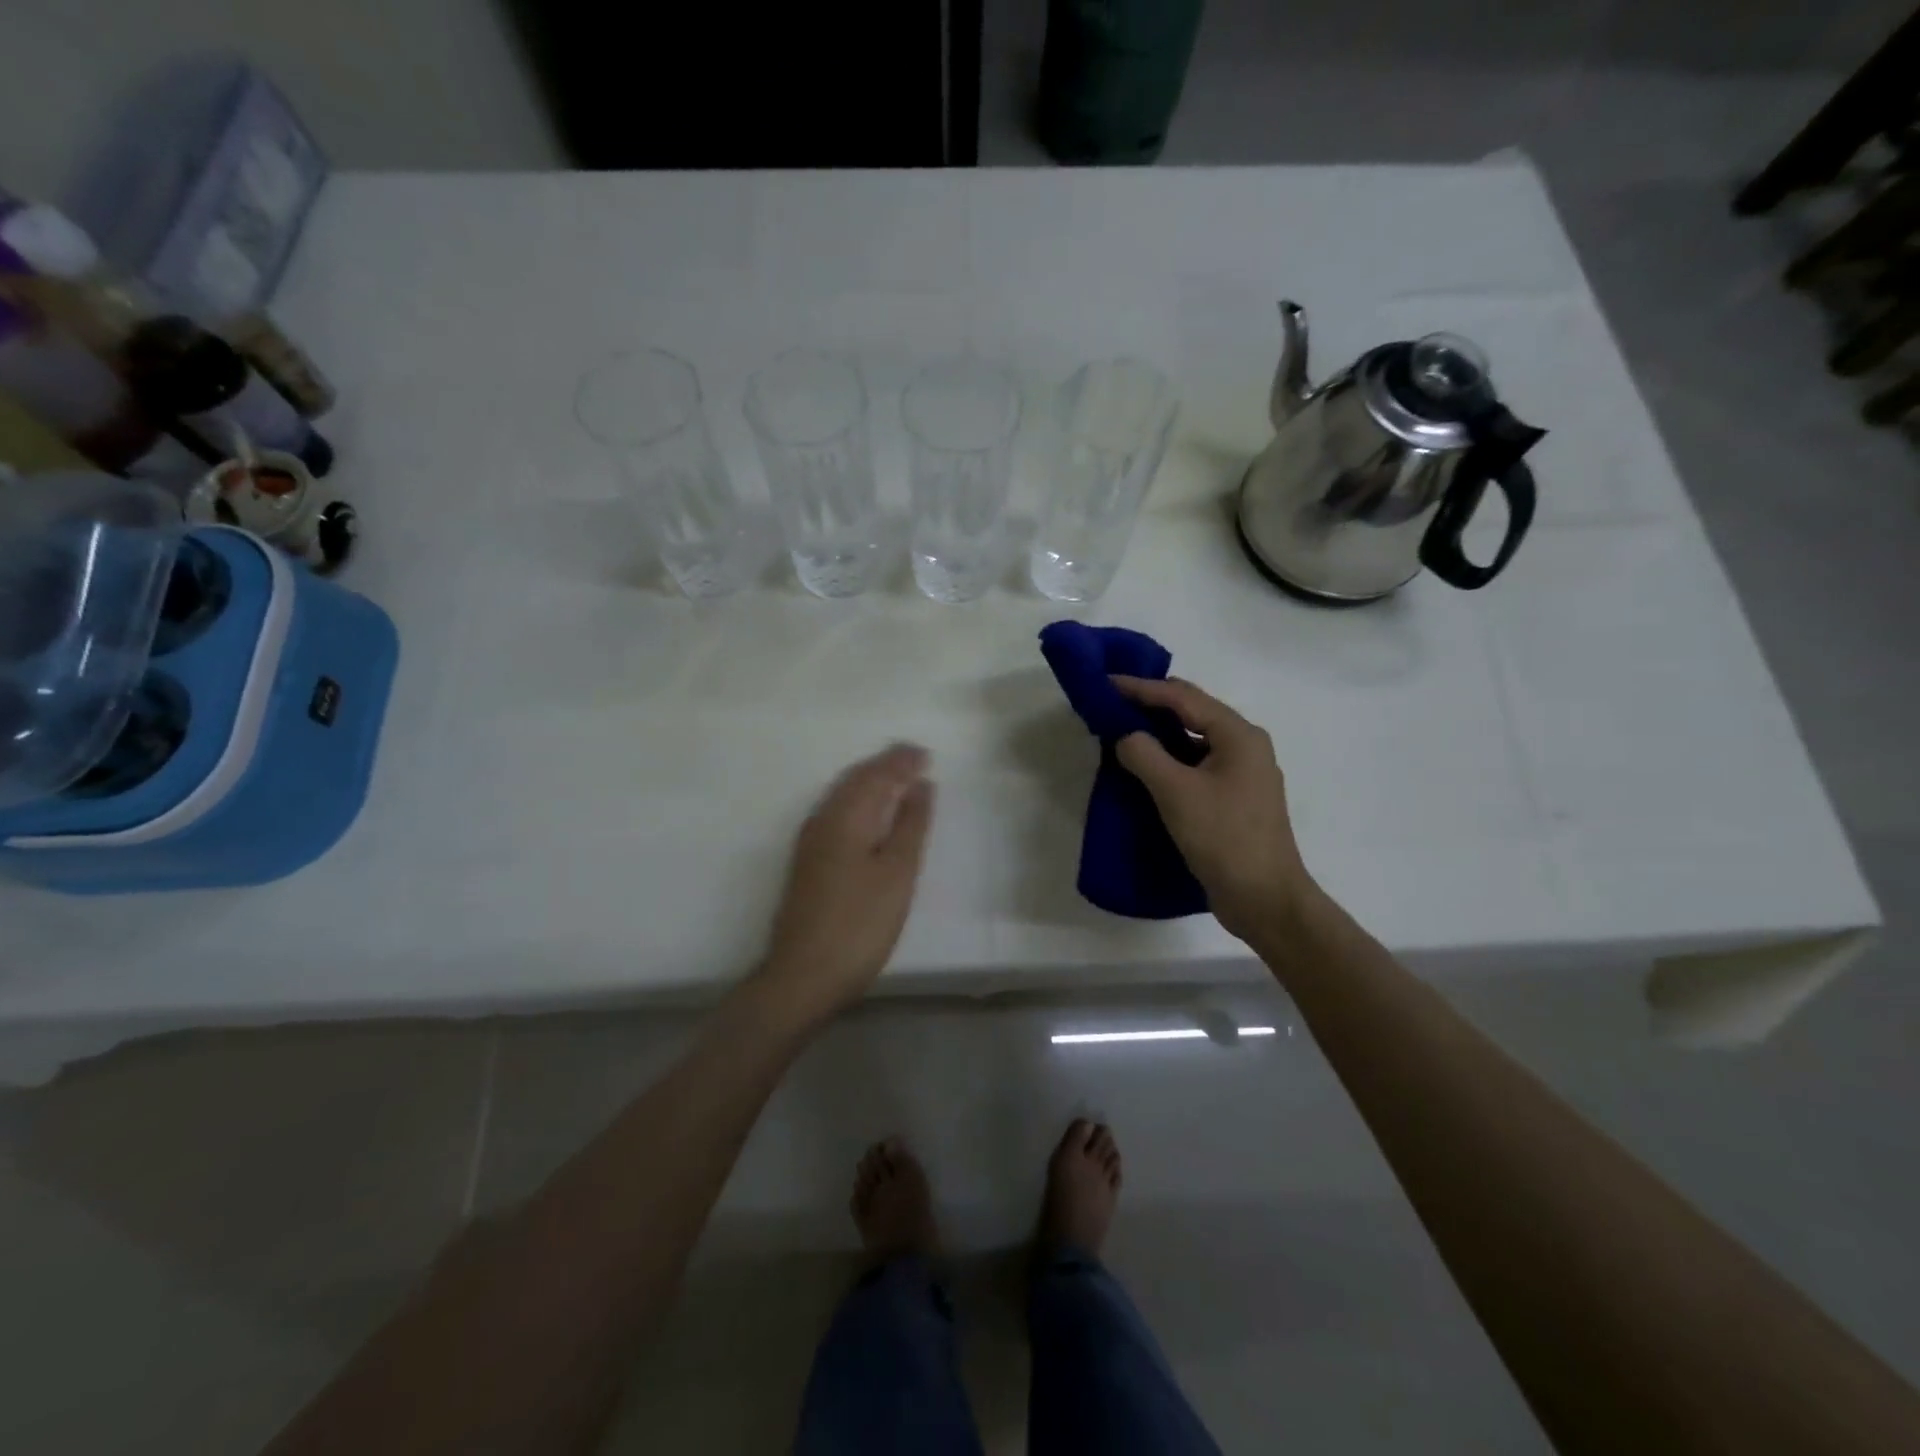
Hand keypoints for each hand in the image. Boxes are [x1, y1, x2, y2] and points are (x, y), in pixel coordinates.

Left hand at [758, 744, 935, 1020]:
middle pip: (855, 779)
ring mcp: (810, 842)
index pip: (876, 774)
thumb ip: (911, 825)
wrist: (803, 975)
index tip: (926, 754)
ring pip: (843, 795)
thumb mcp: (897, 873)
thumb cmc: (859, 924)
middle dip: (885, 765)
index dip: (901, 761)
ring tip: (898, 778)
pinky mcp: (807, 862)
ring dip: (871, 781)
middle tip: (915, 758)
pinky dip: (859, 801)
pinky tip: (870, 814)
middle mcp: (822, 819)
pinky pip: (837, 812)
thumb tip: (921, 785)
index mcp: (846, 816)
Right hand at [1111, 677, 1313, 943]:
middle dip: (1152, 705)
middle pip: (1192, 712)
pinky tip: (1147, 767)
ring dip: (1160, 733)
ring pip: (1194, 739)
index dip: (1142, 688)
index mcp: (1238, 735)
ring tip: (1123, 730)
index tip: (1106, 682)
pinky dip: (1170, 759)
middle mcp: (1245, 746)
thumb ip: (1144, 754)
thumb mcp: (1176, 792)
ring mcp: (1243, 774)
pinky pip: (1197, 764)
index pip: (1183, 697)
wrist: (1265, 899)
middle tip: (1112, 703)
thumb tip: (1125, 735)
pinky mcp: (1235, 798)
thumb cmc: (1223, 838)